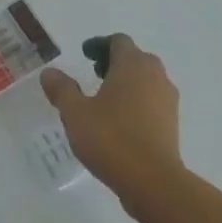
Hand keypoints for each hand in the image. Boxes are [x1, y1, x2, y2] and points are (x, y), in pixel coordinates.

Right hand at [40, 34, 182, 204]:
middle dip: (114, 62)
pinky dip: (137, 102)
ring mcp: (168, 99)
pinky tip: (120, 122)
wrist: (153, 181)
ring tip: (105, 101)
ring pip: (146, 80)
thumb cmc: (111, 138)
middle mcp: (155, 75)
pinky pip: (152, 101)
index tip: (85, 55)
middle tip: (94, 74)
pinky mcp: (172, 123)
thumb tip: (50, 72)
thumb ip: (61, 89)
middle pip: (135, 58)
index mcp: (132, 65)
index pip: (119, 41)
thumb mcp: (75, 113)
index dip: (100, 45)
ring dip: (127, 83)